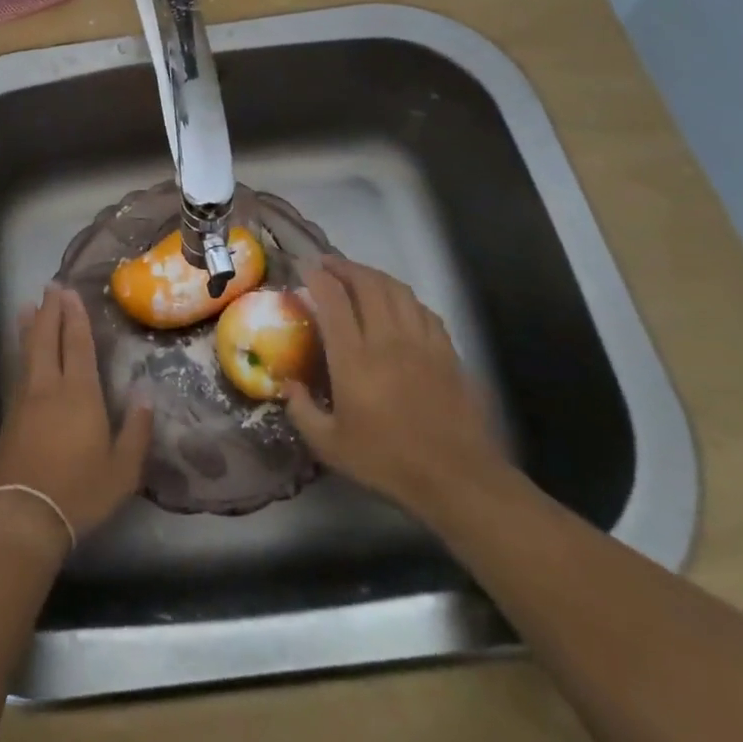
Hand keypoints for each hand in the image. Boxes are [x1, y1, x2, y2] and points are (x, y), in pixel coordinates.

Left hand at [0, 284, 152, 552]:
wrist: (22, 518)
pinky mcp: (9, 417)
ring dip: (31, 326)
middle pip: (47, 338)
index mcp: (79, 394)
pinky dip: (22, 352)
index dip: (74, 316)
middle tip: (51, 286)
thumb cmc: (79, 492)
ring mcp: (24, 400)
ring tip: (29, 306)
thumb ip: (136, 431)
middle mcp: (48, 387)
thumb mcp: (122, 470)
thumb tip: (147, 394)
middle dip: (50, 310)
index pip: (77, 344)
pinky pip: (18, 371)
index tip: (70, 291)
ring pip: (27, 352)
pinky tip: (24, 353)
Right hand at [284, 256, 510, 522]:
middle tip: (328, 264)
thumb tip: (287, 384)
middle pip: (367, 284)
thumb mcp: (329, 446)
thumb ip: (301, 411)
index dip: (317, 277)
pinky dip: (405, 297)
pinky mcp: (445, 351)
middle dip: (344, 267)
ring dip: (374, 275)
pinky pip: (423, 309)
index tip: (304, 267)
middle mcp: (387, 340)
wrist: (455, 477)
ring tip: (359, 276)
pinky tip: (398, 303)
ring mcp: (420, 342)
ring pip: (397, 290)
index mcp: (354, 359)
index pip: (333, 301)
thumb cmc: (387, 461)